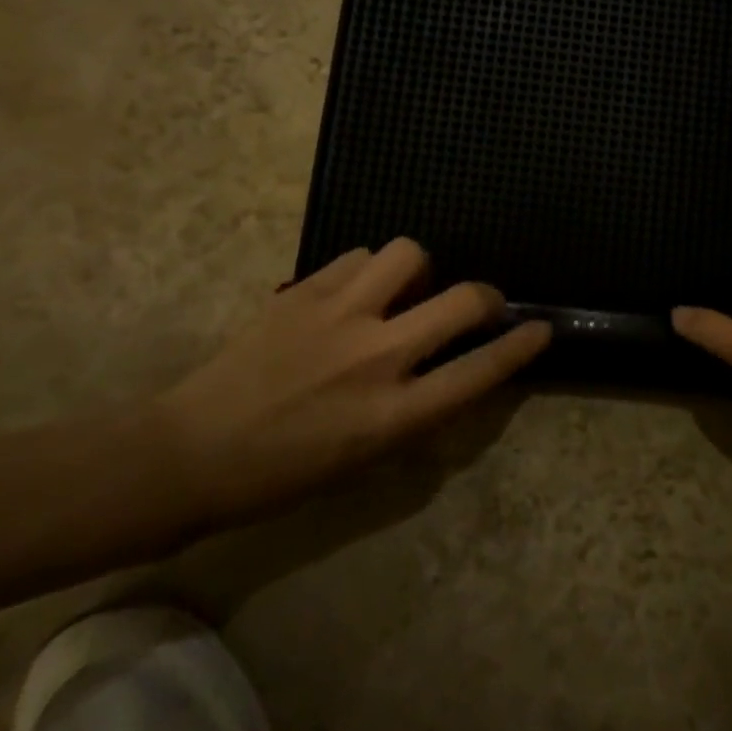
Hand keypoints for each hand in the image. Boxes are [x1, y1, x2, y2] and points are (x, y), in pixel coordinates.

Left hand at [156, 239, 549, 529]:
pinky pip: (358, 255)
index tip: (541, 329)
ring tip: (405, 290)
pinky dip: (370, 268)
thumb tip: (446, 373)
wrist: (190, 453)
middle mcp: (376, 356)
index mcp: (392, 413)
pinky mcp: (303, 291)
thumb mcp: (362, 460)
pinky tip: (356, 290)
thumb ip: (414, 414)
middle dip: (485, 297)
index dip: (520, 347)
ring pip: (409, 255)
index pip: (478, 372)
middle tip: (477, 305)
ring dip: (421, 271)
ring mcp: (338, 315)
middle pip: (462, 300)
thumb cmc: (280, 475)